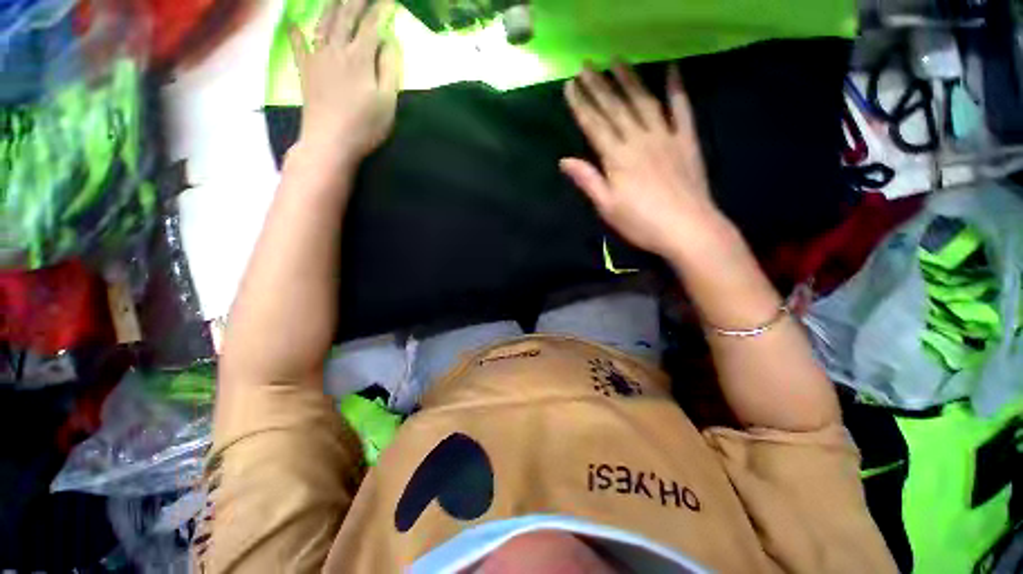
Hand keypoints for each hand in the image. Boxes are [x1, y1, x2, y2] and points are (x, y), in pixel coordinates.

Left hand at [288, 0, 399, 166]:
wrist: (330, 142)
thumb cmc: (365, 126)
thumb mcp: (387, 102)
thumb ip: (389, 69)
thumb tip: (389, 42)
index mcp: (360, 58)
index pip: (372, 26)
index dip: (381, 10)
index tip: (388, 1)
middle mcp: (336, 49)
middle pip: (345, 17)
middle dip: (355, 1)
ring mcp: (317, 58)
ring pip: (323, 23)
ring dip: (331, 7)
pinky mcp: (305, 71)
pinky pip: (298, 45)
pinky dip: (296, 32)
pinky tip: (294, 24)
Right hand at [561, 62, 731, 260]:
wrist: (687, 228)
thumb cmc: (641, 223)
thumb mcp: (607, 207)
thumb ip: (588, 181)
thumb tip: (564, 160)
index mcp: (617, 158)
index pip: (595, 125)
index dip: (581, 105)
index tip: (570, 85)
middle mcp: (639, 140)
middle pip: (616, 108)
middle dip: (599, 85)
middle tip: (587, 64)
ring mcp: (665, 137)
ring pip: (644, 102)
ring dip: (630, 79)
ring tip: (617, 60)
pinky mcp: (686, 141)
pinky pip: (682, 109)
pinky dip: (677, 88)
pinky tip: (672, 69)